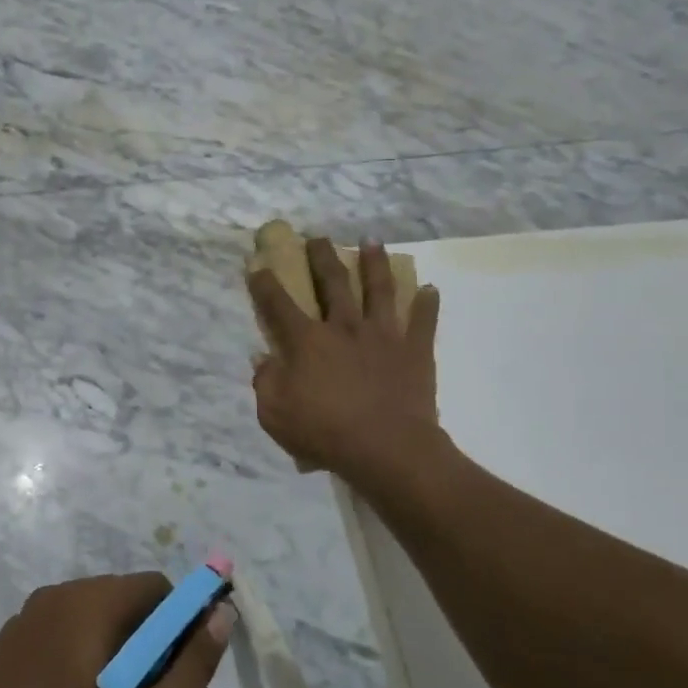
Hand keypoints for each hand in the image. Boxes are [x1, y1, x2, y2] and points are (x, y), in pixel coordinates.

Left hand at [0, 574, 234, 687]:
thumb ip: (194, 665)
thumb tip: (220, 613)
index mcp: (86, 603)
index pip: (154, 587)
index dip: (178, 623)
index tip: (176, 673)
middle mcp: (49, 599)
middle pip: (118, 601)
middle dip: (142, 641)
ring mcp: (17, 627)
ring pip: (83, 621)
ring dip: (106, 653)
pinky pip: (51, 642)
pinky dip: (70, 663)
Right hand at [249, 237, 445, 484]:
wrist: (387, 449)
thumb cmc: (324, 432)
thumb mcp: (274, 414)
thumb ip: (265, 382)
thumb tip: (262, 358)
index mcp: (307, 341)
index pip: (278, 304)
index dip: (265, 284)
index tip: (257, 265)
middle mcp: (344, 327)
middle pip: (332, 283)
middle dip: (321, 257)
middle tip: (318, 238)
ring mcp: (383, 335)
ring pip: (379, 289)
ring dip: (374, 263)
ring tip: (372, 241)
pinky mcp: (414, 350)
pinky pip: (423, 321)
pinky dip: (427, 305)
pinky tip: (430, 289)